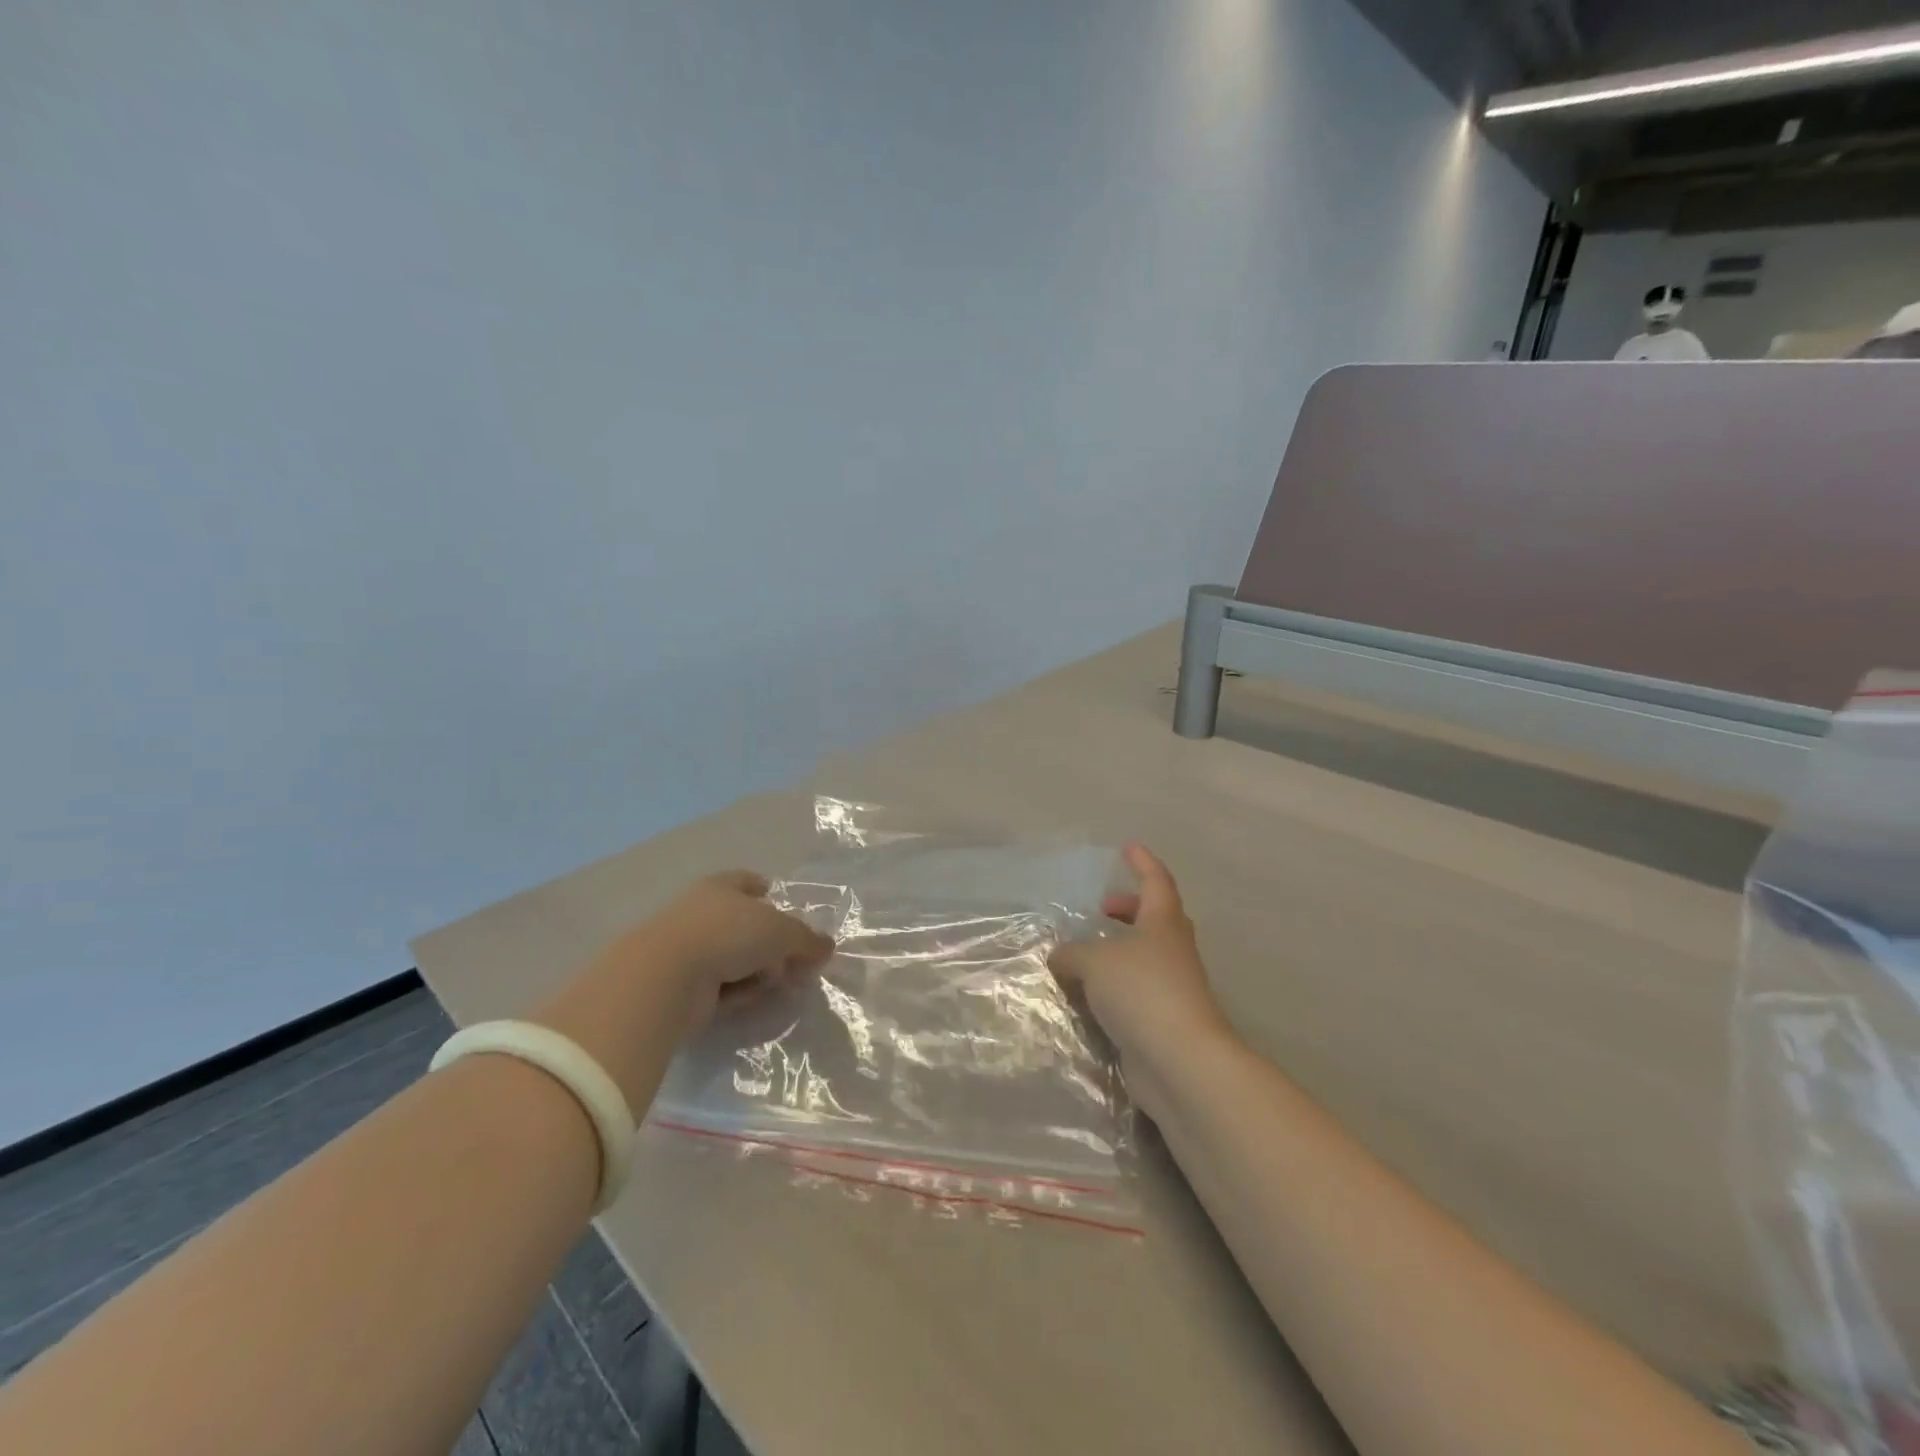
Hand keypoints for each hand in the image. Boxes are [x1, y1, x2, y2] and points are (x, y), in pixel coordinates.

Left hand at [532, 873, 833, 1109]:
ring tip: (772, 983)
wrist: (666, 977)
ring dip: (757, 971)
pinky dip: (736, 994)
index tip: (775, 897)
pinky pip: (720, 987)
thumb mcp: (780, 931)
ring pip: (736, 958)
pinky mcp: (681, 986)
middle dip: (773, 944)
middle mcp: (703, 913)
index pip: (745, 881)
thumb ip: (806, 939)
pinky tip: (744, 1000)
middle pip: (746, 925)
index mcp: (722, 887)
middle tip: (796, 961)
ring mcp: (689, 950)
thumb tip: (827, 947)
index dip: (762, 888)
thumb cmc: (727, 935)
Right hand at [1049, 845, 1232, 1065]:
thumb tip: (1059, 957)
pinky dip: (1114, 987)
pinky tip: (1088, 996)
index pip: (1156, 882)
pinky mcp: (1164, 1021)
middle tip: (1102, 909)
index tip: (1129, 848)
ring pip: (1147, 957)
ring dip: (1120, 951)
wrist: (1181, 1063)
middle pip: (1157, 919)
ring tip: (1086, 955)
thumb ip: (1072, 954)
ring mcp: (1173, 988)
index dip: (1143, 863)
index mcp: (1163, 924)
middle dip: (1130, 910)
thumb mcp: (1095, 963)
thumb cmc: (1143, 993)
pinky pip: (1136, 992)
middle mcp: (1173, 952)